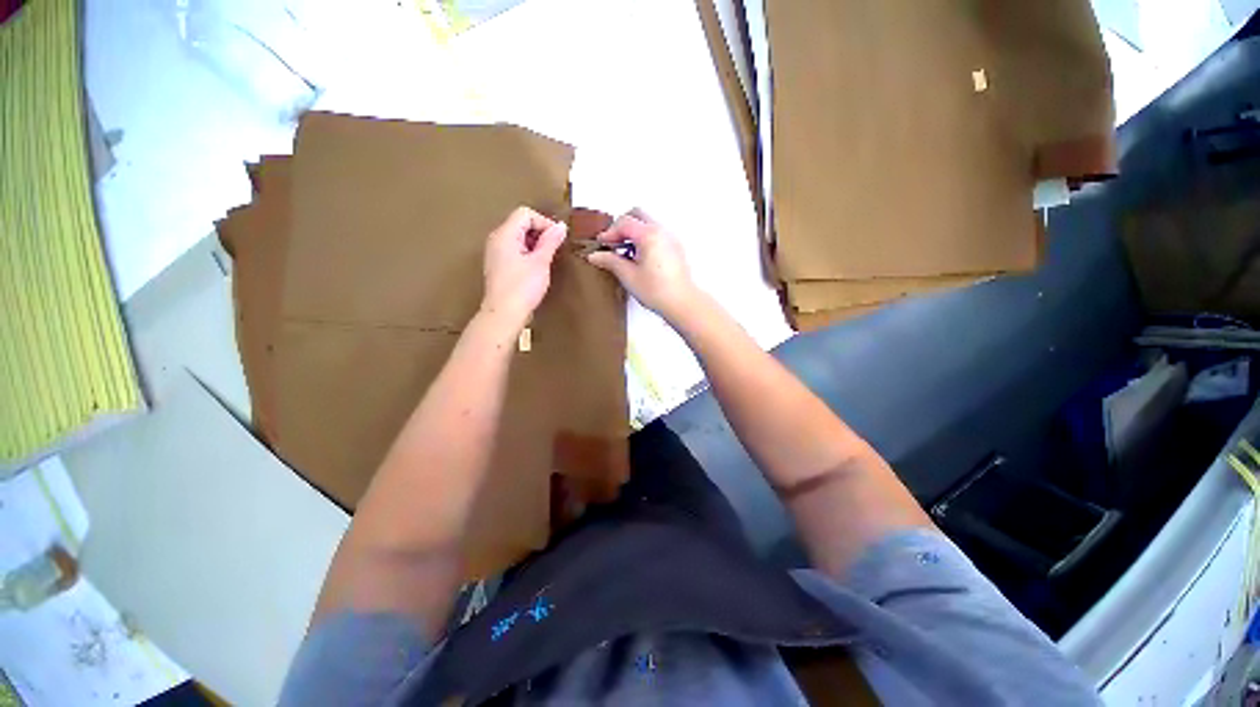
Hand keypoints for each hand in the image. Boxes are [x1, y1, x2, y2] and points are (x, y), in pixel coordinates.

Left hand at [480, 207, 567, 332]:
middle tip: (554, 250)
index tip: (557, 239)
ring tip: (546, 260)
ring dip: (535, 244)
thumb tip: (561, 226)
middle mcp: (496, 240)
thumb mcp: (540, 262)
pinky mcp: (499, 266)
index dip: (544, 222)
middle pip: (520, 223)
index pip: (525, 214)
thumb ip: (551, 241)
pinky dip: (527, 253)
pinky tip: (536, 268)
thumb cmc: (522, 287)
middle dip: (540, 233)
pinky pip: (514, 250)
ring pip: (518, 237)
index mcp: (504, 234)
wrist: (504, 313)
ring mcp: (496, 253)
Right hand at [586, 211, 697, 321]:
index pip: (624, 222)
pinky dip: (645, 240)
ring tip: (625, 254)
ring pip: (648, 224)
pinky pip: (657, 234)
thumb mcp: (628, 276)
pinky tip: (639, 259)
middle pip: (638, 215)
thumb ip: (610, 261)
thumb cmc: (658, 291)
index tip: (602, 245)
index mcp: (649, 235)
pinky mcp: (675, 249)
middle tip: (613, 243)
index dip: (609, 232)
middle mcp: (662, 231)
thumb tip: (596, 256)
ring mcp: (671, 239)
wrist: (682, 303)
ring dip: (634, 233)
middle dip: (622, 226)